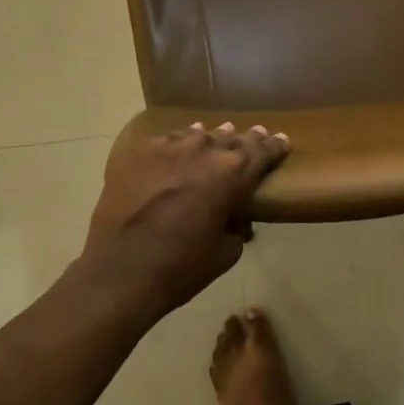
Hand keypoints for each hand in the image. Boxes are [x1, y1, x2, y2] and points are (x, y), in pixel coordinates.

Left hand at [83, 122, 288, 317]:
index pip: (263, 150)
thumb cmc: (181, 267)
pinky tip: (173, 151)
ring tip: (212, 139)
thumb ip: (235, 228)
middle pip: (232, 137)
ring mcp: (170, 145)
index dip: (275, 146)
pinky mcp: (140, 151)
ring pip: (198, 134)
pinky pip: (166, 141)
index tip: (282, 140)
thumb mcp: (225, 254)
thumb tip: (233, 220)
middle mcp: (206, 149)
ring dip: (209, 139)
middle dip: (244, 139)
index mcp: (234, 173)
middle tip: (253, 136)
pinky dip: (175, 146)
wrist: (121, 270)